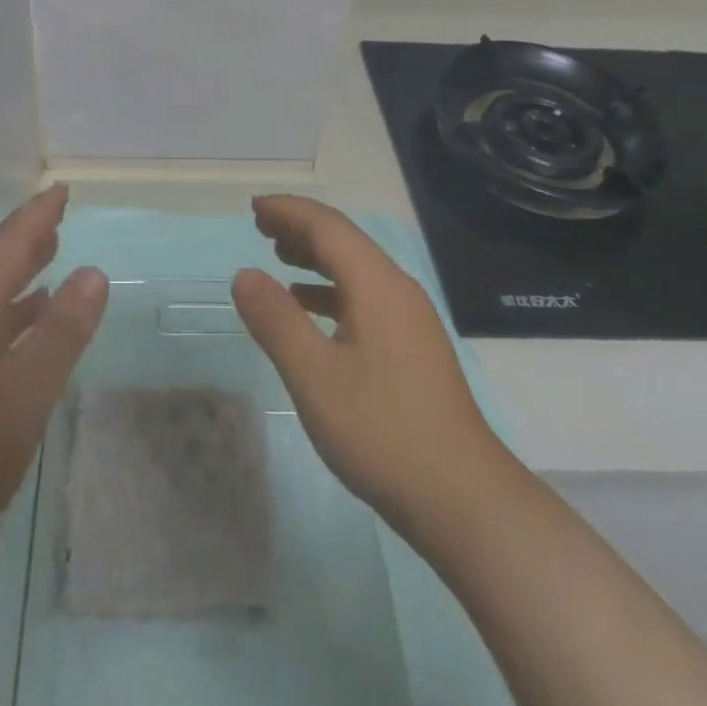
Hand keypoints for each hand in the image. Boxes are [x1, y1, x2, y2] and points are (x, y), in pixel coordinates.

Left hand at [0, 185, 107, 614]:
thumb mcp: (26, 392)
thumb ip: (62, 330)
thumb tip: (94, 272)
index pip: (8, 244)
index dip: (38, 215)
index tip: (61, 189)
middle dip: (28, 233)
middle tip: (59, 209)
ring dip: (20, 266)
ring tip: (52, 247)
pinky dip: (14, 305)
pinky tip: (30, 315)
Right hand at [232, 194, 498, 550]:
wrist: (462, 498)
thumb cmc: (382, 431)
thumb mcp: (314, 376)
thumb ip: (276, 320)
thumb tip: (244, 275)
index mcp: (377, 285)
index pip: (328, 227)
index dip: (289, 211)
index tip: (253, 207)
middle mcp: (398, 290)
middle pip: (345, 242)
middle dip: (301, 228)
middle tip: (259, 227)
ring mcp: (410, 320)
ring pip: (356, 270)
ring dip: (316, 258)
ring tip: (278, 257)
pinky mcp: (413, 347)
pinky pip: (365, 298)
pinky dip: (331, 291)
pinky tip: (310, 309)